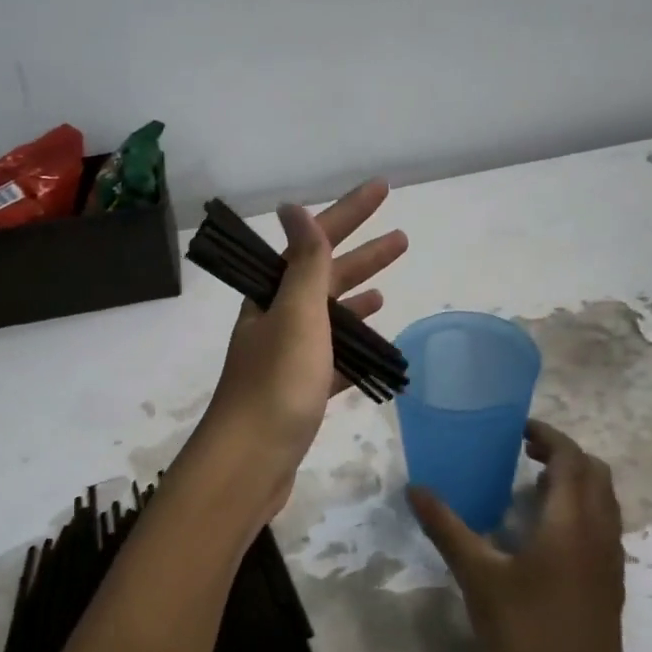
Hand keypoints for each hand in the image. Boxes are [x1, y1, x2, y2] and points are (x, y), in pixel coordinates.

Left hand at [195, 180, 407, 518]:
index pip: (314, 243)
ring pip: (328, 319)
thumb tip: (294, 208)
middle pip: (324, 278)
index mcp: (273, 297)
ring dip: (356, 300)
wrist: (250, 462)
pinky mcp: (299, 393)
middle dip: (361, 255)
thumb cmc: (277, 385)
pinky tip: (372, 346)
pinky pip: (331, 359)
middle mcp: (276, 321)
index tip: (383, 188)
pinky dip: (351, 348)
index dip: (348, 213)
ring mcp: (287, 358)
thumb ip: (304, 264)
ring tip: (388, 287)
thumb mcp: (296, 316)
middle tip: (401, 238)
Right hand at [409, 420, 632, 651]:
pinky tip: (541, 534)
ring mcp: (609, 558)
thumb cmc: (528, 633)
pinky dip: (578, 509)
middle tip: (522, 453)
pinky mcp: (608, 582)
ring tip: (529, 487)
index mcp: (572, 520)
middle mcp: (599, 530)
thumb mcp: (479, 578)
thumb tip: (417, 490)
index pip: (570, 457)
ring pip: (601, 500)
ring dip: (573, 482)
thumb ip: (448, 529)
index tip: (516, 430)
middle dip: (562, 455)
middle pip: (593, 473)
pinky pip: (600, 525)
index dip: (547, 436)